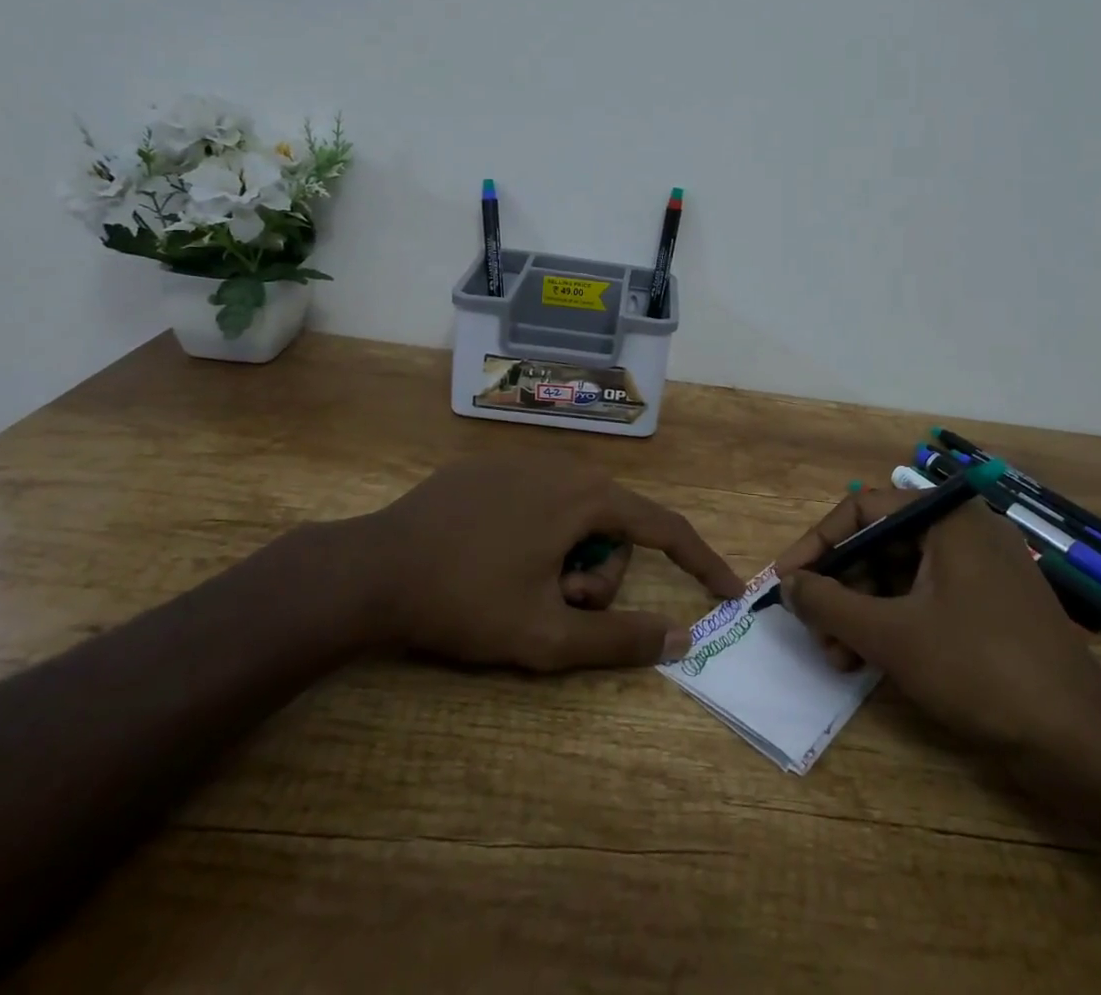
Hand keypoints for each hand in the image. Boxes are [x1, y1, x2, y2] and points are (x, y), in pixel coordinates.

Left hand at [307, 453, 743, 671]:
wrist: (371, 569)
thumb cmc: (466, 601)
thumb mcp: (546, 636)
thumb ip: (620, 639)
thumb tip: (682, 635)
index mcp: (587, 496)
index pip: (665, 527)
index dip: (701, 562)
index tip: (728, 589)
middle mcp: (564, 464)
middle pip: (615, 527)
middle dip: (600, 576)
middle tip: (558, 608)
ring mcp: (524, 460)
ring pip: (577, 515)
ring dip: (567, 559)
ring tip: (521, 588)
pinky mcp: (490, 467)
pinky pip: (542, 501)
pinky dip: (540, 536)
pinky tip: (496, 560)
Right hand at [774, 488, 1100, 755]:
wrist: (1081, 743)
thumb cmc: (979, 669)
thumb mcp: (892, 635)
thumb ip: (830, 604)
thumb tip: (788, 584)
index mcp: (947, 516)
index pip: (862, 509)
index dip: (817, 544)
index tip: (785, 580)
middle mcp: (963, 531)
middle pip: (880, 544)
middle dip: (840, 588)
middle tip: (811, 628)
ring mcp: (980, 569)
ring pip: (900, 576)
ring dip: (860, 612)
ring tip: (835, 657)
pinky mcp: (989, 607)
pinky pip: (925, 599)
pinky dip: (892, 624)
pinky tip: (866, 661)